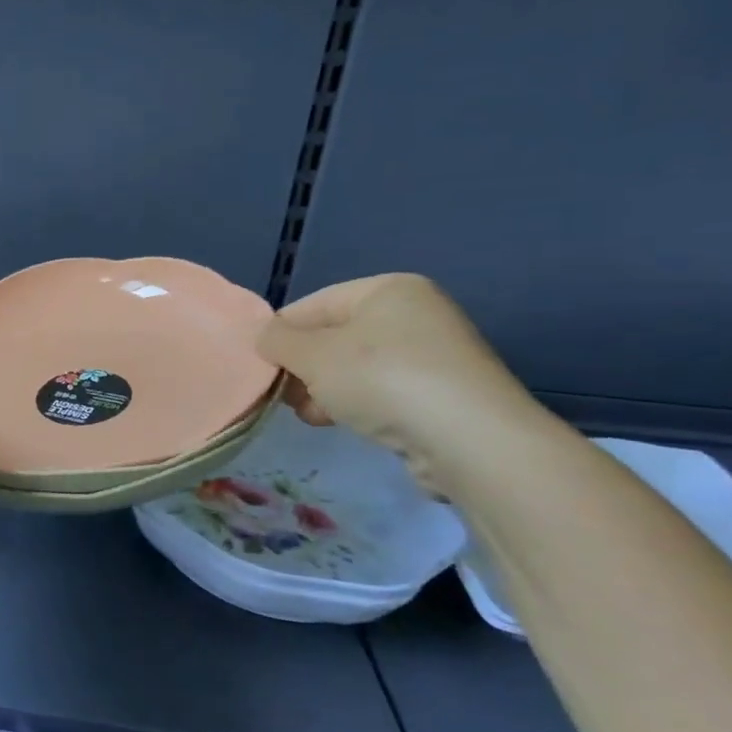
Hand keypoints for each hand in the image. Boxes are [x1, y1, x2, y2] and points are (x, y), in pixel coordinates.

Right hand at [258, 274, 539, 492]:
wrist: (470, 440)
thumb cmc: (382, 379)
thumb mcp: (311, 355)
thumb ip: (277, 341)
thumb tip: (264, 338)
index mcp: (386, 290)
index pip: (311, 305)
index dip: (280, 335)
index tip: (261, 368)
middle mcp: (414, 314)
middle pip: (333, 337)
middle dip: (303, 367)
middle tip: (285, 395)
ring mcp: (433, 355)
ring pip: (354, 368)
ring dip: (325, 390)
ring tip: (312, 414)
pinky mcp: (442, 394)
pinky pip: (381, 391)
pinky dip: (356, 404)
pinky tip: (341, 423)